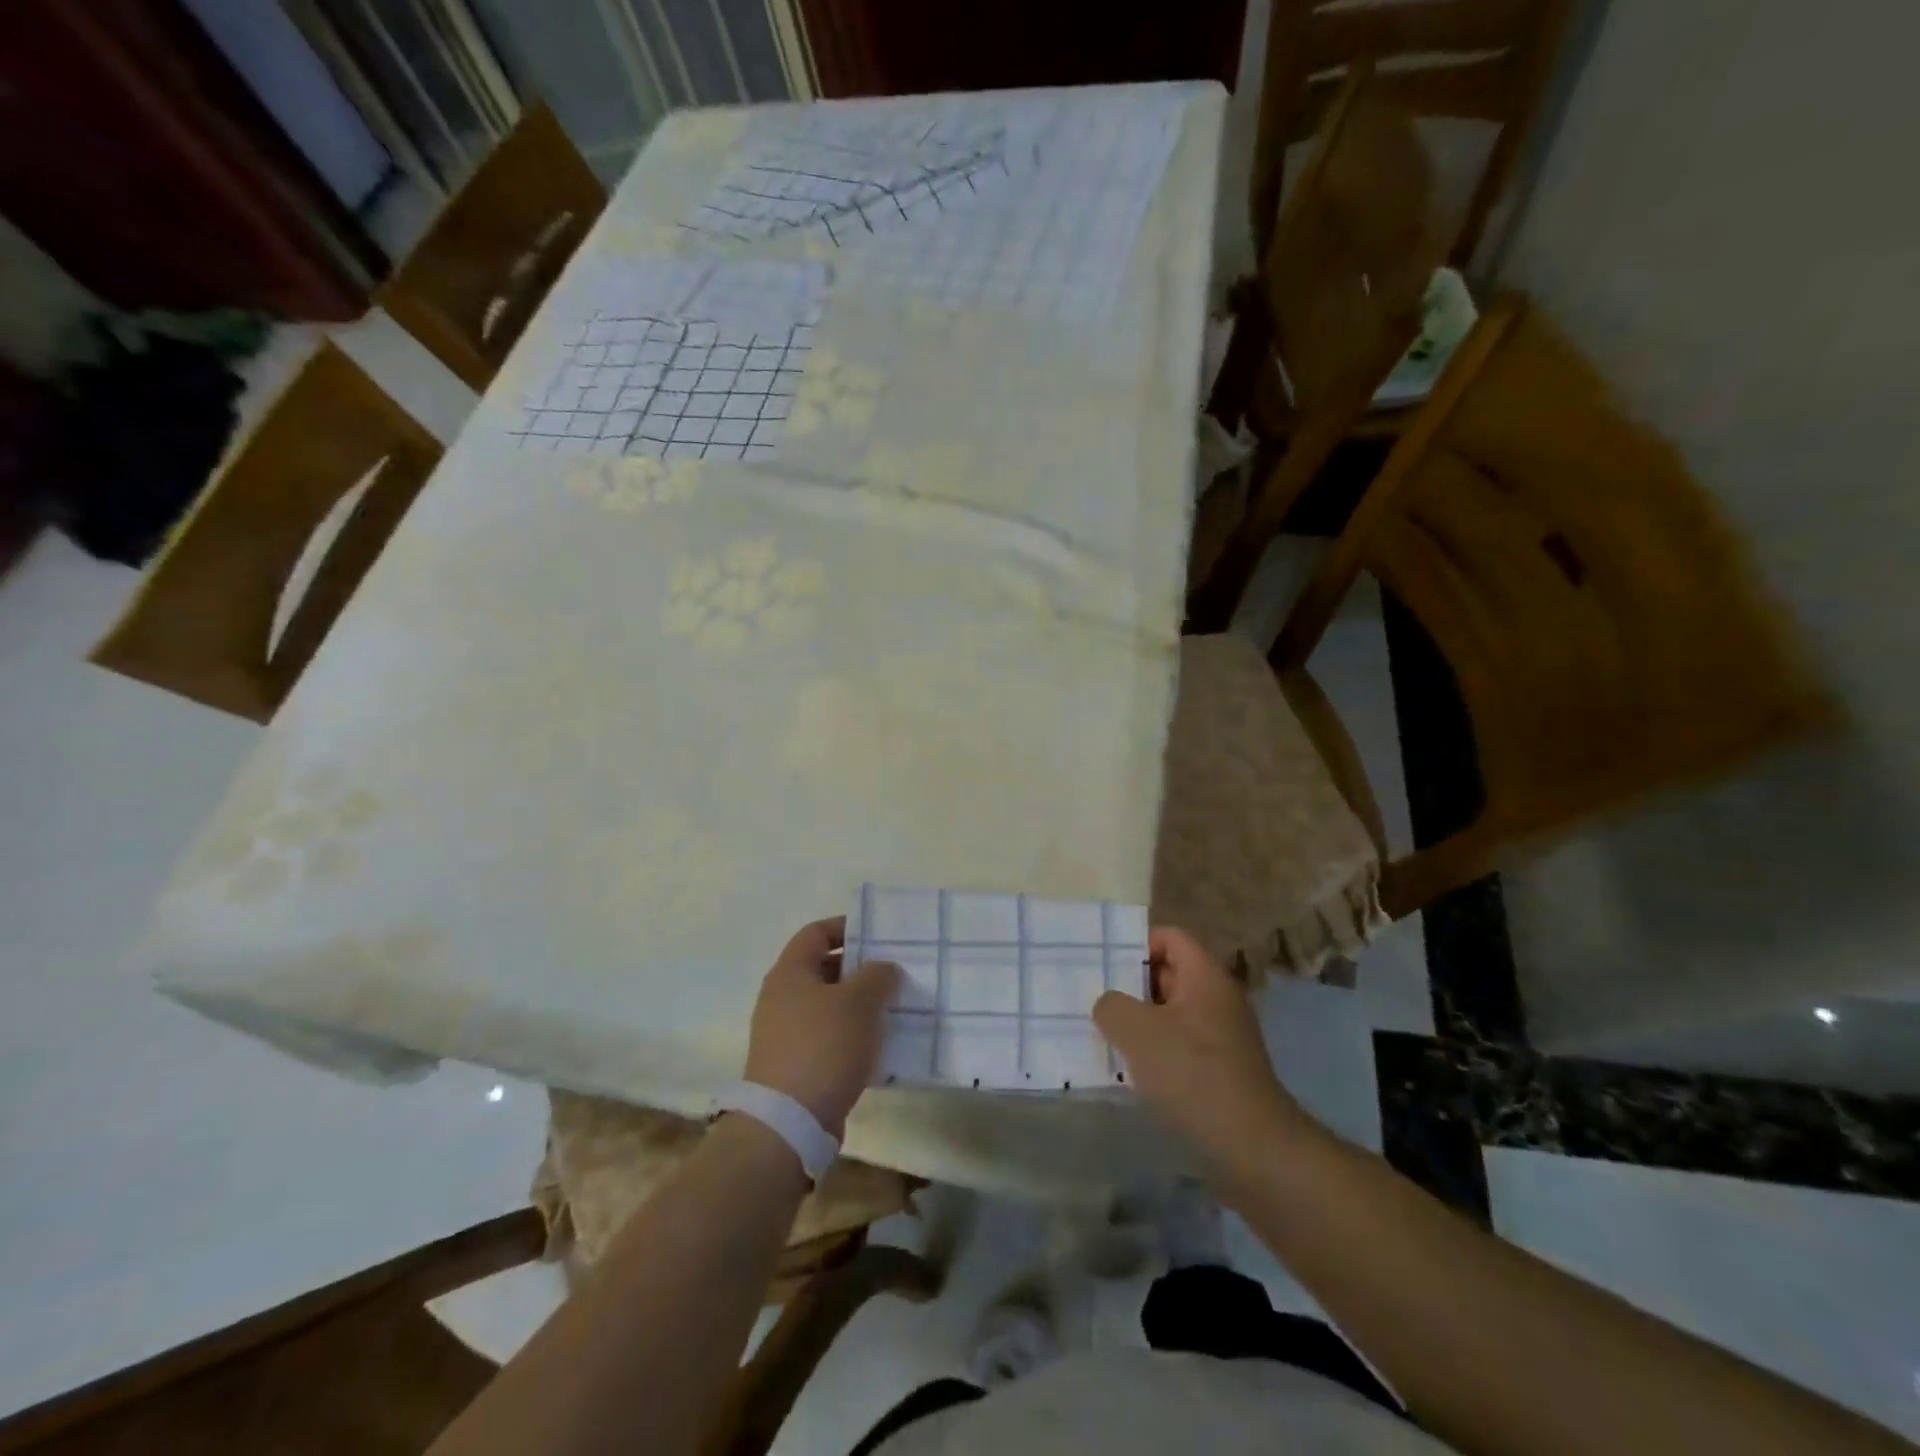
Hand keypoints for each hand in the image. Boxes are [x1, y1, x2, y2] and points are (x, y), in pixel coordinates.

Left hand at [744, 917, 899, 1136]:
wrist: (788, 1123)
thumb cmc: (823, 1047)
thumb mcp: (859, 1002)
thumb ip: (877, 976)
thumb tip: (883, 969)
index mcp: (790, 972)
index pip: (816, 932)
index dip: (846, 927)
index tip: (878, 935)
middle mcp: (781, 997)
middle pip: (823, 968)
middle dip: (859, 968)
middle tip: (893, 973)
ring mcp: (784, 1033)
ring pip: (828, 1005)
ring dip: (858, 1005)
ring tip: (892, 1009)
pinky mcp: (793, 1065)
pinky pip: (827, 1037)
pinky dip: (851, 1035)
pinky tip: (877, 1046)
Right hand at [1093, 926, 1306, 1171]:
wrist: (1252, 1148)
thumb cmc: (1193, 1075)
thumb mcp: (1138, 1032)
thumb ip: (1112, 1005)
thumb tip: (1109, 1005)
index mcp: (1205, 976)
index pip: (1169, 937)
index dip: (1134, 943)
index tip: (1102, 964)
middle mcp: (1217, 998)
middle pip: (1168, 973)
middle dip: (1130, 984)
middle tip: (1093, 997)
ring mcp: (1221, 1035)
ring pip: (1170, 1012)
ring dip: (1139, 1021)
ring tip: (1103, 1034)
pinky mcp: (1219, 1069)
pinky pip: (1179, 1044)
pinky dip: (1154, 1051)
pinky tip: (1129, 1070)